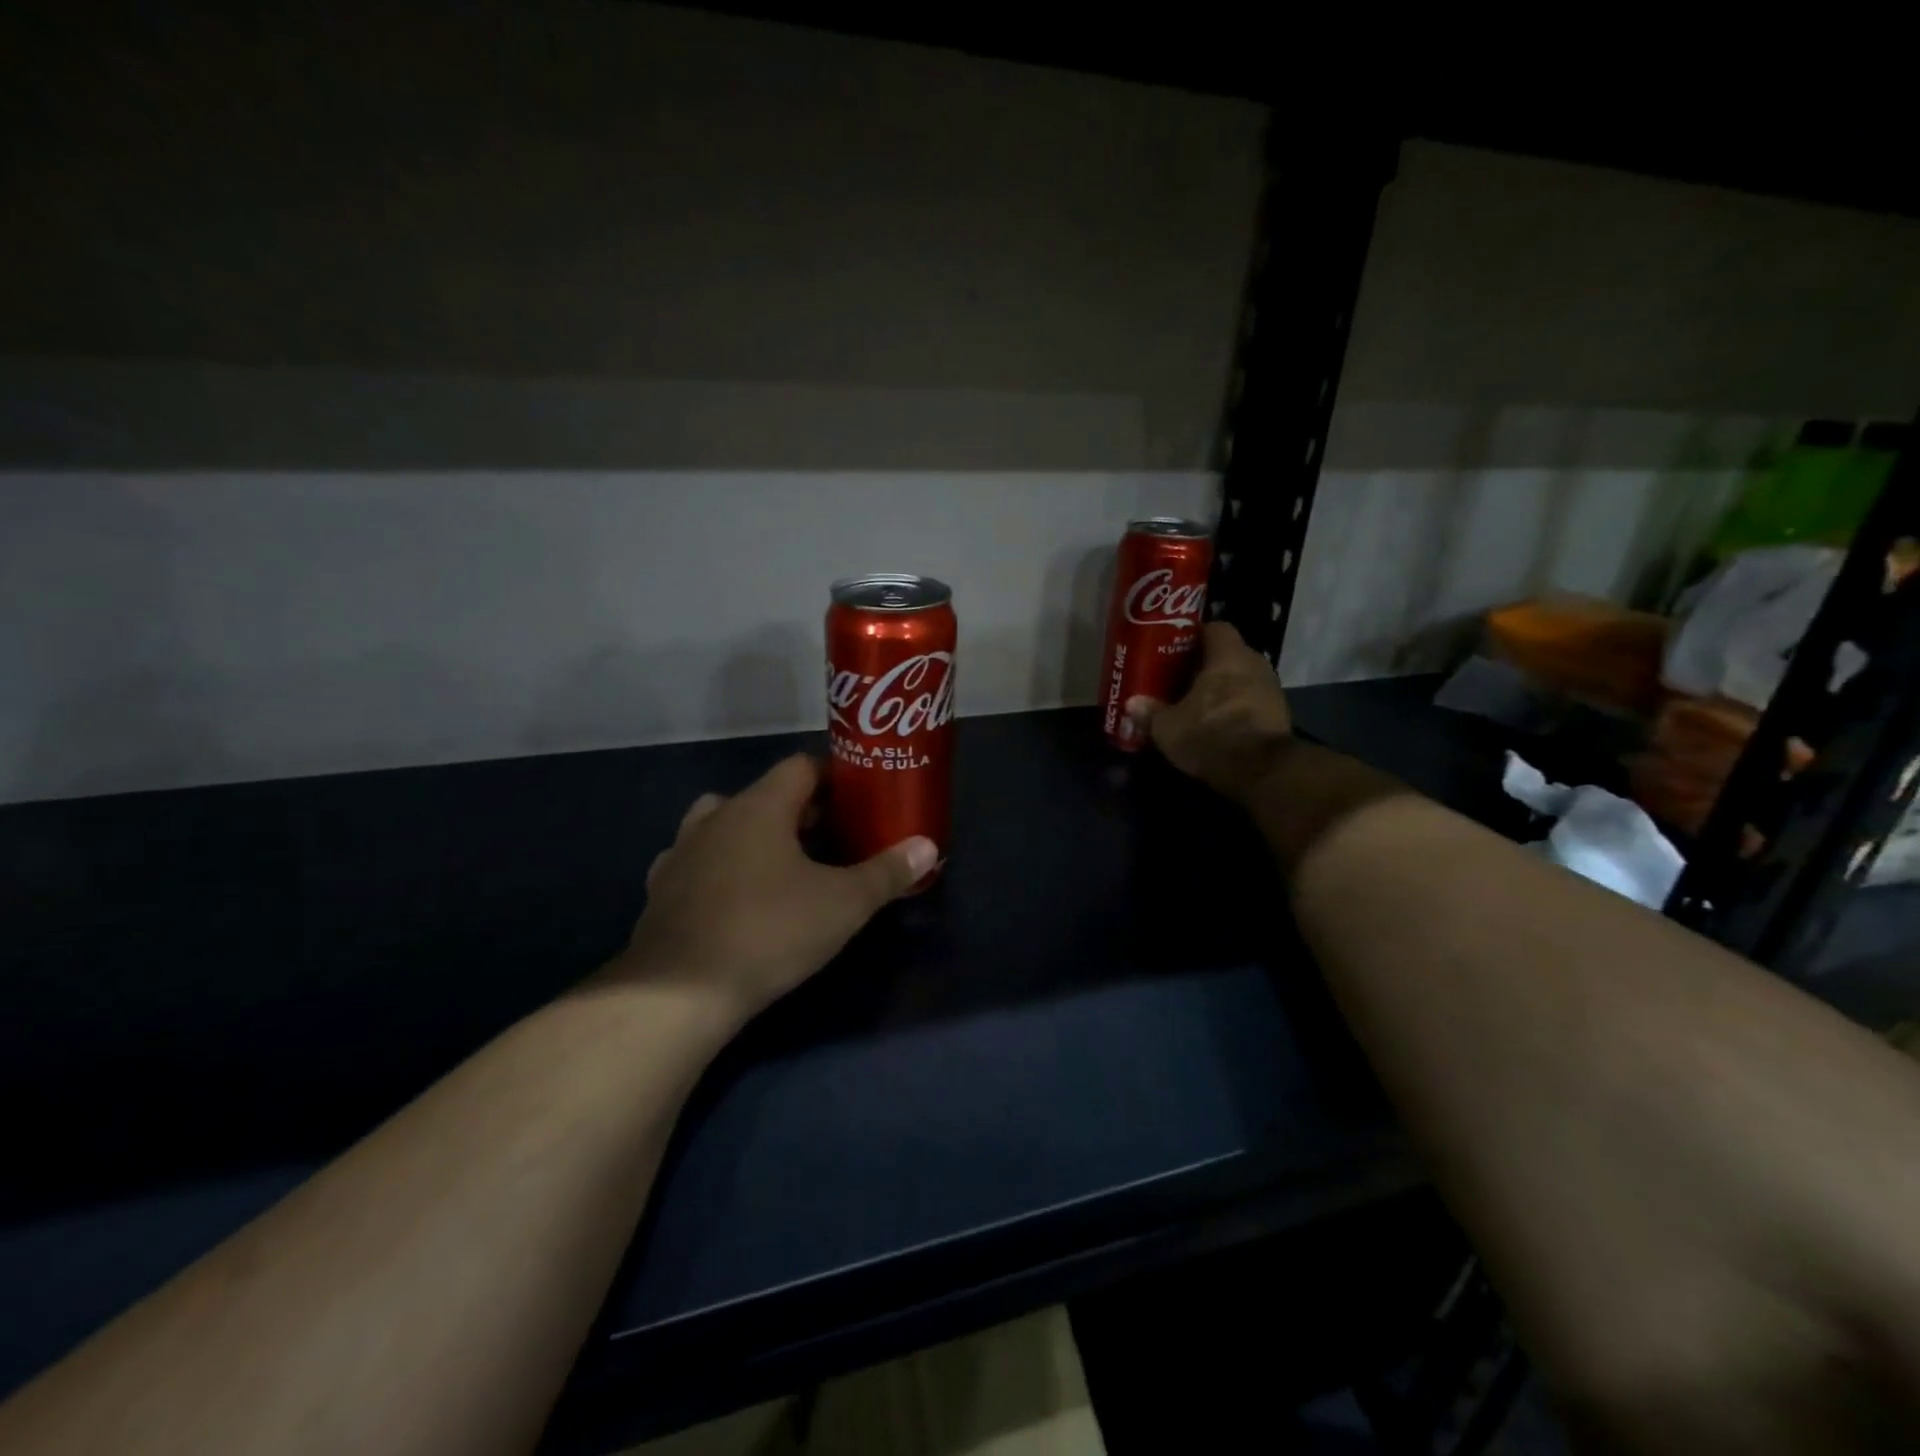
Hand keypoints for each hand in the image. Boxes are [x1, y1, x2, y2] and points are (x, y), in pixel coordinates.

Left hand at [613, 755, 936, 1026]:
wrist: (679, 992)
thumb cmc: (770, 931)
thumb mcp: (843, 904)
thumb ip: (887, 872)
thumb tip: (928, 846)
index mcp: (759, 807)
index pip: (800, 767)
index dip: (832, 777)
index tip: (858, 800)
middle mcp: (716, 817)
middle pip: (765, 795)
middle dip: (801, 811)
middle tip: (834, 838)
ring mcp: (682, 852)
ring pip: (724, 824)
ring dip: (755, 835)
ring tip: (783, 865)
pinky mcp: (661, 890)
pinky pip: (697, 861)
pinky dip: (719, 867)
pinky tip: (734, 896)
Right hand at [1126, 622, 1291, 800]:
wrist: (1261, 770)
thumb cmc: (1210, 734)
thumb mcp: (1168, 727)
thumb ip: (1150, 712)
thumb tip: (1132, 704)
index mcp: (1228, 656)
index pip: (1216, 628)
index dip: (1196, 636)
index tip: (1177, 648)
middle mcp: (1255, 664)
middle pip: (1229, 654)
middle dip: (1207, 665)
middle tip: (1182, 678)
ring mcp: (1272, 690)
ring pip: (1242, 679)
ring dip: (1224, 688)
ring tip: (1199, 703)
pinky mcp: (1280, 716)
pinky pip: (1252, 702)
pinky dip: (1237, 708)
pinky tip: (1218, 724)